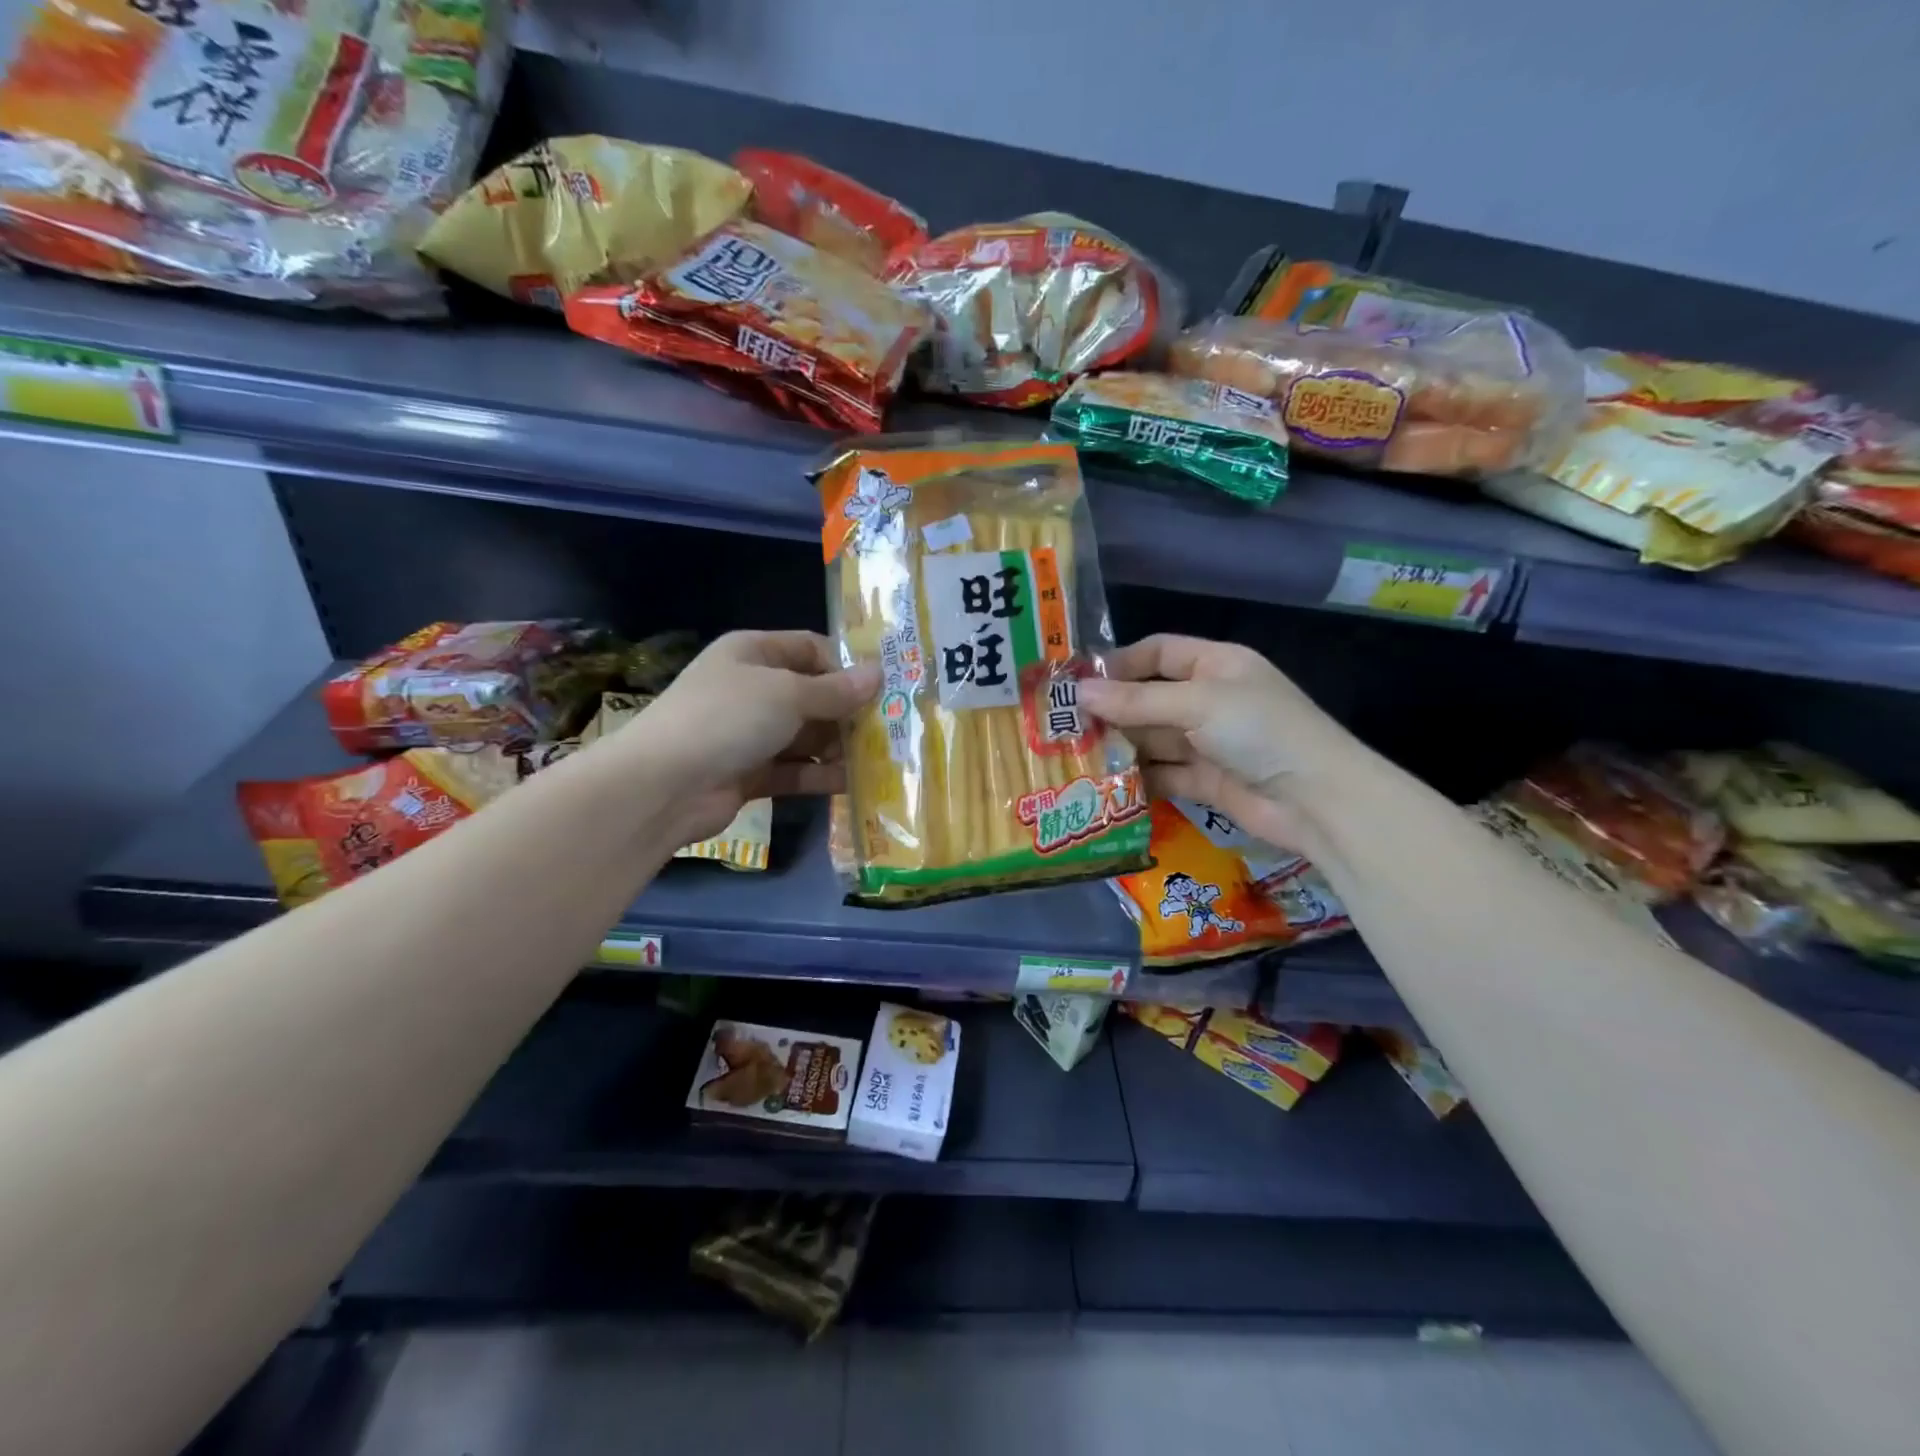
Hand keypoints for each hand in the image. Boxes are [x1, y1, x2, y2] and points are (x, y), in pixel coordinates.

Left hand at [615, 631, 877, 843]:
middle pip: (812, 694)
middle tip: (890, 727)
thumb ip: (836, 690)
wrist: (663, 785)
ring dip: (838, 746)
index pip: (810, 648)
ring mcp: (749, 733)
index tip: (883, 687)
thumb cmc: (728, 718)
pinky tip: (853, 782)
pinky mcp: (750, 773)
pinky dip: (820, 774)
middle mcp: (752, 688)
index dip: (846, 665)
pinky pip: (794, 769)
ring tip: (880, 758)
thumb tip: (879, 674)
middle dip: (848, 711)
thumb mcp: (787, 694)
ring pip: (806, 735)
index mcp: (753, 652)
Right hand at [1078, 634, 1353, 849]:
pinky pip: (1164, 774)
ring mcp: (1209, 742)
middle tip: (1064, 727)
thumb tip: (1080, 693)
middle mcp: (1210, 699)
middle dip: (1112, 712)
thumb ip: (1137, 700)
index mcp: (1215, 665)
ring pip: (1153, 739)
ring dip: (1120, 747)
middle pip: (1150, 698)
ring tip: (1074, 757)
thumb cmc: (1258, 730)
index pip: (1159, 651)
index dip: (1120, 663)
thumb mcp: (1196, 703)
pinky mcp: (1206, 781)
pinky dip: (1139, 779)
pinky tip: (1104, 786)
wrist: (1316, 799)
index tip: (1078, 683)